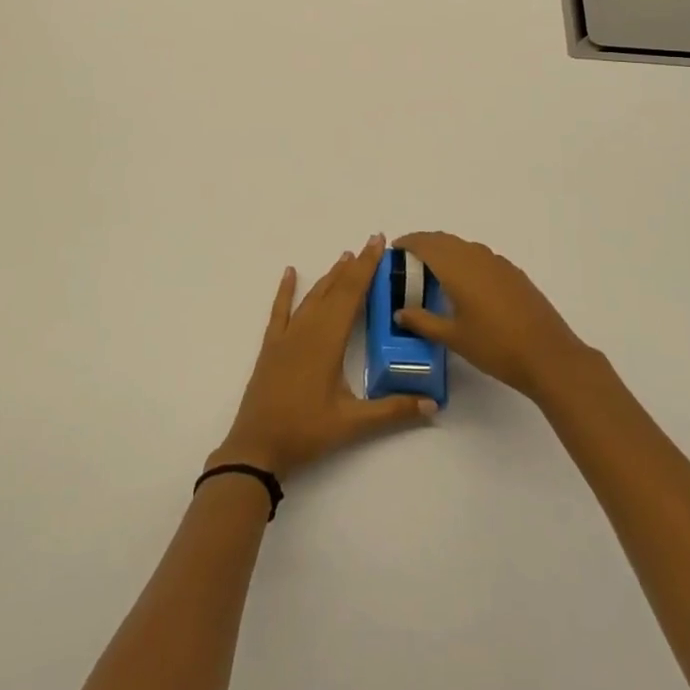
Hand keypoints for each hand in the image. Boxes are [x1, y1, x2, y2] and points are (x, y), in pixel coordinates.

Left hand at [212, 235, 434, 481]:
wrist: (257, 446)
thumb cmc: (306, 432)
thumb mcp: (352, 424)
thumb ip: (392, 411)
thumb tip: (432, 405)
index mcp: (328, 340)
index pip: (352, 294)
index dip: (367, 267)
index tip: (378, 243)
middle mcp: (308, 329)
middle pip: (335, 289)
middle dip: (354, 266)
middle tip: (371, 243)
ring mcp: (287, 336)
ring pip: (313, 297)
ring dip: (330, 276)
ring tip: (345, 257)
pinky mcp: (272, 346)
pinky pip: (280, 310)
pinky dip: (286, 290)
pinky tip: (291, 272)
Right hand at [392, 232, 591, 404]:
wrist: (548, 355)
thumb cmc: (495, 346)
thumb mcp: (454, 338)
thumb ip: (423, 322)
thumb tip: (400, 312)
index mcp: (457, 267)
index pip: (425, 243)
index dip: (408, 242)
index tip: (394, 250)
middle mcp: (476, 256)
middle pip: (444, 240)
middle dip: (424, 244)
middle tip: (408, 261)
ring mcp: (497, 263)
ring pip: (463, 247)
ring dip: (445, 251)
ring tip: (433, 273)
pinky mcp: (513, 273)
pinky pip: (480, 256)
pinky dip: (464, 260)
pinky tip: (465, 284)